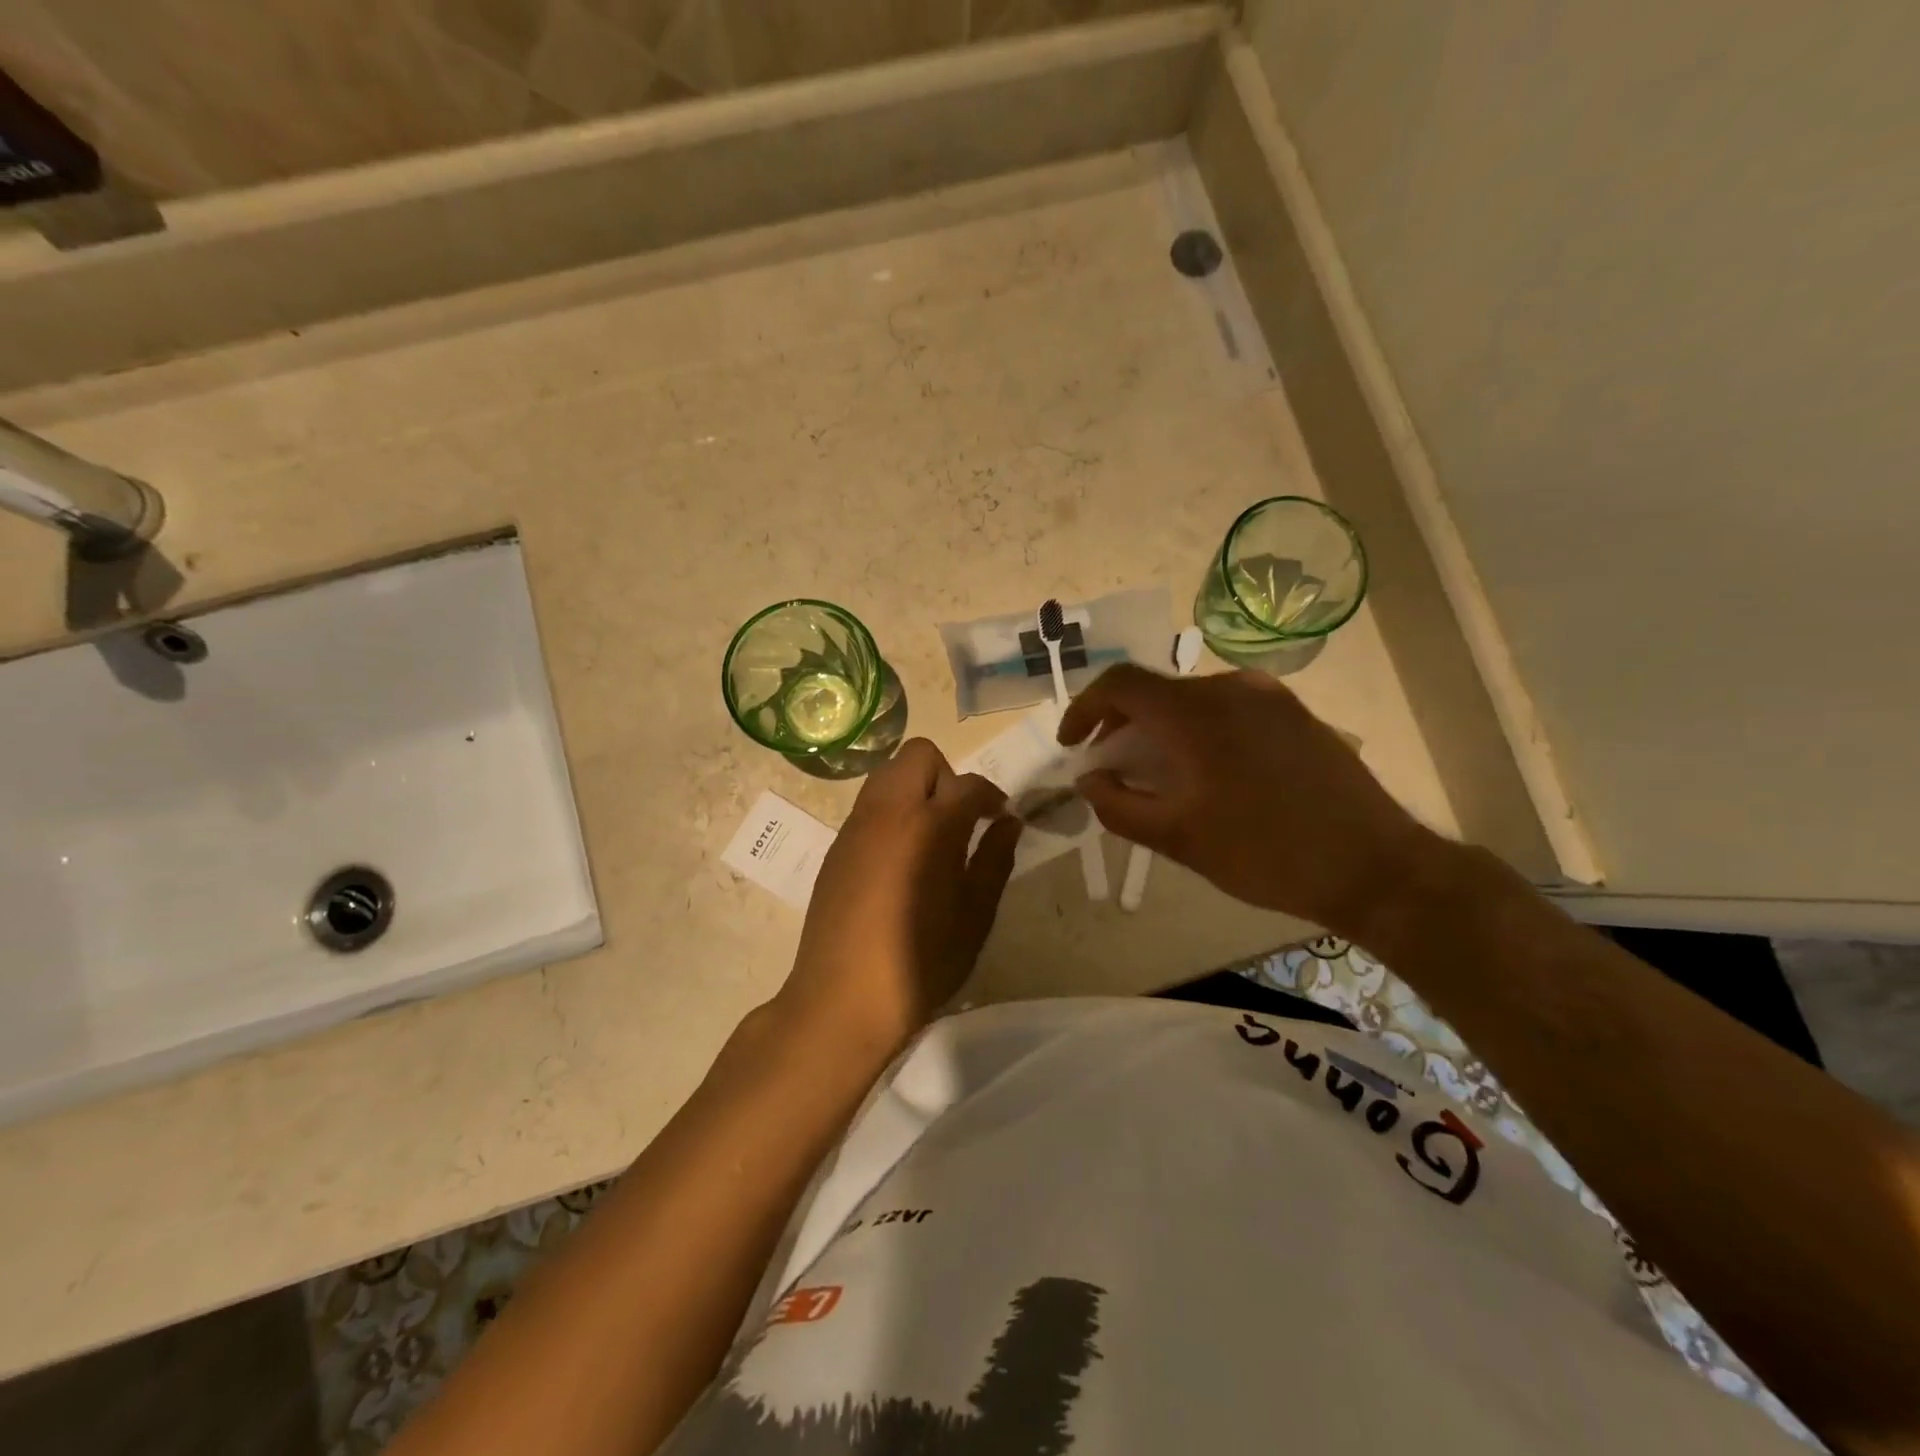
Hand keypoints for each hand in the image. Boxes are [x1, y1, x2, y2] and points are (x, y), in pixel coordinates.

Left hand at [779, 739, 1021, 1053]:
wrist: (842, 997)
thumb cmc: (921, 961)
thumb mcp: (975, 915)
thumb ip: (994, 859)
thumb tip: (1009, 822)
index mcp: (930, 824)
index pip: (969, 783)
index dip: (991, 795)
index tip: (999, 818)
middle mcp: (888, 811)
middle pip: (919, 756)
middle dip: (947, 776)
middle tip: (960, 820)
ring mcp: (856, 826)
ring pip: (888, 775)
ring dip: (915, 790)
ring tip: (930, 837)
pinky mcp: (836, 846)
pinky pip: (869, 805)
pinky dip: (891, 813)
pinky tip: (900, 860)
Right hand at [1057, 664, 1443, 941]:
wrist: (1375, 866)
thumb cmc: (1266, 854)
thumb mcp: (1179, 839)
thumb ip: (1119, 806)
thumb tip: (1088, 780)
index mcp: (1197, 713)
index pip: (1120, 684)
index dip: (1084, 709)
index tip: (1073, 745)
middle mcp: (1232, 688)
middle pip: (1156, 690)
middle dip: (1121, 724)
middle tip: (1110, 767)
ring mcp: (1269, 696)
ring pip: (1192, 699)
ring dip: (1160, 728)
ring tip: (1156, 773)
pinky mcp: (1294, 712)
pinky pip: (1228, 708)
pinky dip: (1197, 730)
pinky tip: (1204, 771)